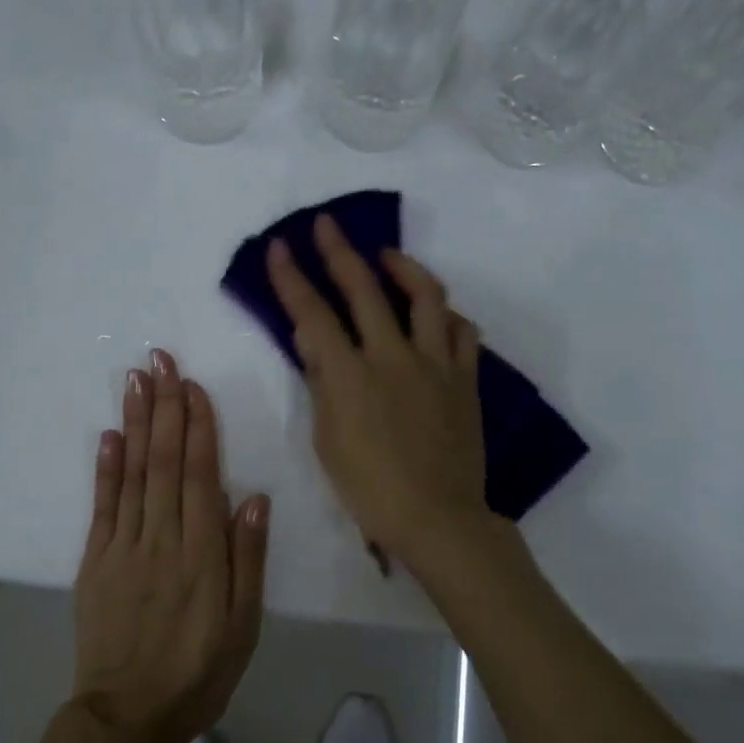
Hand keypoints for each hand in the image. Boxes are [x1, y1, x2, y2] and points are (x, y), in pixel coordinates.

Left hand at [70, 349, 268, 742]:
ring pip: (132, 474)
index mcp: (201, 553)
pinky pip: (101, 507)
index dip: (197, 427)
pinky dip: (105, 468)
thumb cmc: (200, 671)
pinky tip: (110, 436)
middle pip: (163, 462)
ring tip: (135, 381)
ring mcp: (122, 548)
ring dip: (135, 423)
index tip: (193, 385)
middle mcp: (161, 539)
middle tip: (160, 361)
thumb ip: (247, 558)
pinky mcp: (95, 562)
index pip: (200, 475)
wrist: (129, 717)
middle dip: (164, 407)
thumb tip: (253, 496)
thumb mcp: (243, 624)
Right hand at [266, 214, 495, 570]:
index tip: (278, 248)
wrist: (437, 517)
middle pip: (364, 288)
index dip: (291, 278)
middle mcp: (393, 357)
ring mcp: (435, 363)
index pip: (313, 314)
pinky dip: (446, 314)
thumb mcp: (328, 439)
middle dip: (338, 251)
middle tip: (326, 225)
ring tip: (387, 257)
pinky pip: (462, 331)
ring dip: (403, 267)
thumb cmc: (370, 488)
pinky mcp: (465, 378)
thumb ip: (322, 382)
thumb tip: (312, 338)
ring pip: (425, 295)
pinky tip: (435, 314)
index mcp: (351, 376)